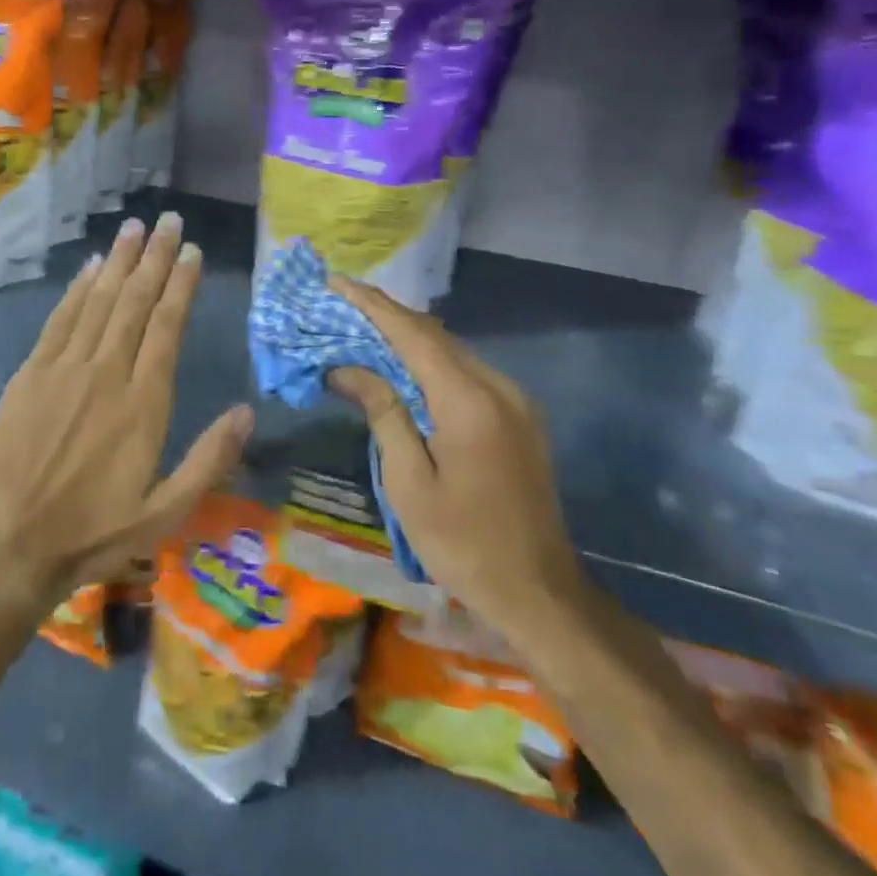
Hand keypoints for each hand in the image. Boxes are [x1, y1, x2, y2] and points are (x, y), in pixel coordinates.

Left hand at [0, 212, 253, 614]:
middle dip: (154, 257)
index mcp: (144, 403)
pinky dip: (78, 289)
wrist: (11, 545)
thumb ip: (209, 460)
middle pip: (135, 302)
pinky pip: (60, 320)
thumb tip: (247, 412)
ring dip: (118, 261)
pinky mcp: (32, 374)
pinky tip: (91, 267)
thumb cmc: (95, 533)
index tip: (191, 252)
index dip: (180, 285)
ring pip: (99, 301)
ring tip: (134, 228)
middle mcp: (106, 373)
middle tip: (168, 221)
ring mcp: (64, 369)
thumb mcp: (165, 513)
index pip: (167, 326)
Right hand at [327, 277, 585, 645]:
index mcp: (468, 401)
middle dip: (386, 314)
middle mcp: (498, 387)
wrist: (541, 593)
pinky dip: (431, 359)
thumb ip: (383, 413)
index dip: (372, 305)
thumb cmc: (463, 543)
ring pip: (453, 350)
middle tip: (342, 302)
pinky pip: (468, 371)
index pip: (412, 334)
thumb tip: (348, 368)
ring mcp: (515, 401)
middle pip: (435, 334)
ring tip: (364, 326)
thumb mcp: (409, 482)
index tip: (336, 282)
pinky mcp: (520, 417)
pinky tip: (405, 364)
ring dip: (408, 335)